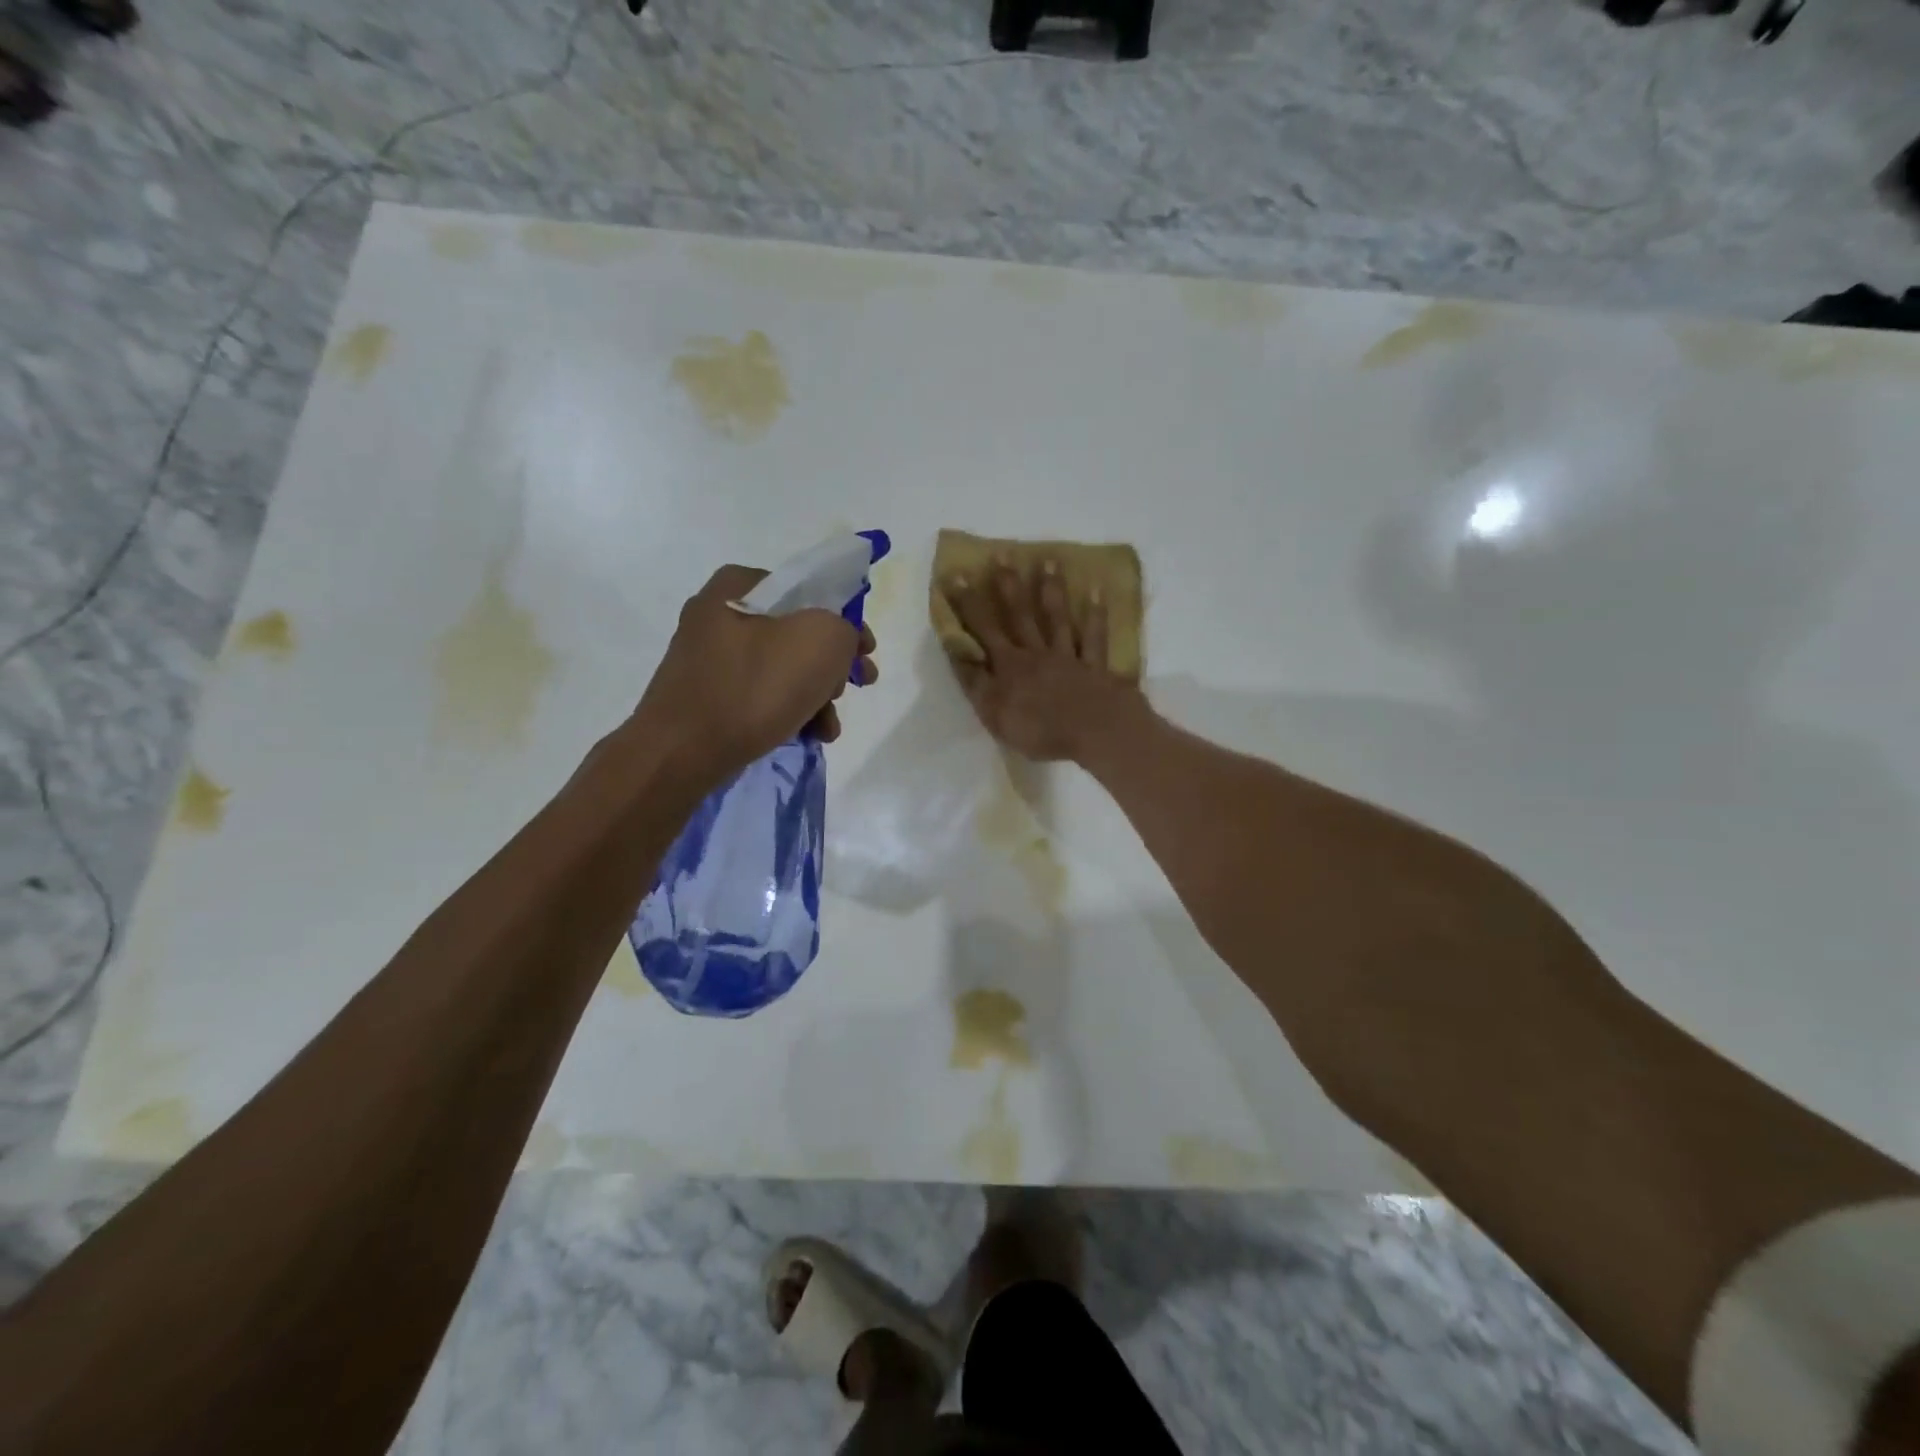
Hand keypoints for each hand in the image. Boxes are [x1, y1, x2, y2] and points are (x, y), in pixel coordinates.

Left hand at [636, 564, 877, 779]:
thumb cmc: (753, 687)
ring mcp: (709, 657)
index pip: (810, 590)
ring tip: (830, 727)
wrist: (680, 753)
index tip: (866, 653)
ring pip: (783, 668)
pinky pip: (760, 694)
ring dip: (816, 695)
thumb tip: (838, 642)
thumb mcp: (821, 641)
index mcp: (739, 585)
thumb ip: (844, 628)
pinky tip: (808, 735)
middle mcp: (719, 613)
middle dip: (833, 665)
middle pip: (798, 633)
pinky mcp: (706, 695)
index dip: (847, 620)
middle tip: (853, 688)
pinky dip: (788, 710)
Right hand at [941, 558, 1144, 763]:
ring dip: (1052, 590)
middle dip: (1008, 585)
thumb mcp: (994, 714)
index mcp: (1009, 667)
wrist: (1094, 732)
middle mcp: (1036, 654)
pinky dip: (1096, 616)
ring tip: (1049, 561)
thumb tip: (957, 652)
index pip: (983, 630)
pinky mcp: (1096, 667)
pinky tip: (1098, 593)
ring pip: (1057, 619)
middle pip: (1020, 616)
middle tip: (1003, 554)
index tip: (958, 576)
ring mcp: (1068, 657)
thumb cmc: (1039, 730)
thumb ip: (975, 683)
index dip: (968, 605)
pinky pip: (1094, 637)